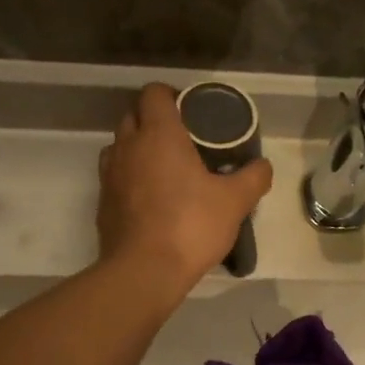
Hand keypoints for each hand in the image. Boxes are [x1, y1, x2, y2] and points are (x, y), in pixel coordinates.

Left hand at [97, 84, 273, 293]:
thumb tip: (263, 165)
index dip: (171, 95)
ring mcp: (109, 174)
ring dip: (138, 148)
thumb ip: (253, 178)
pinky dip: (129, 177)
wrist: (144, 271)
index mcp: (159, 134)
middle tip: (183, 139)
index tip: (191, 111)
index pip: (154, 93)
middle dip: (154, 120)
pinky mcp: (102, 202)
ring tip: (164, 167)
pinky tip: (151, 197)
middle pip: (133, 115)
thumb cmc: (191, 226)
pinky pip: (114, 176)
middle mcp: (128, 146)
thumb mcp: (235, 202)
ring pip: (120, 145)